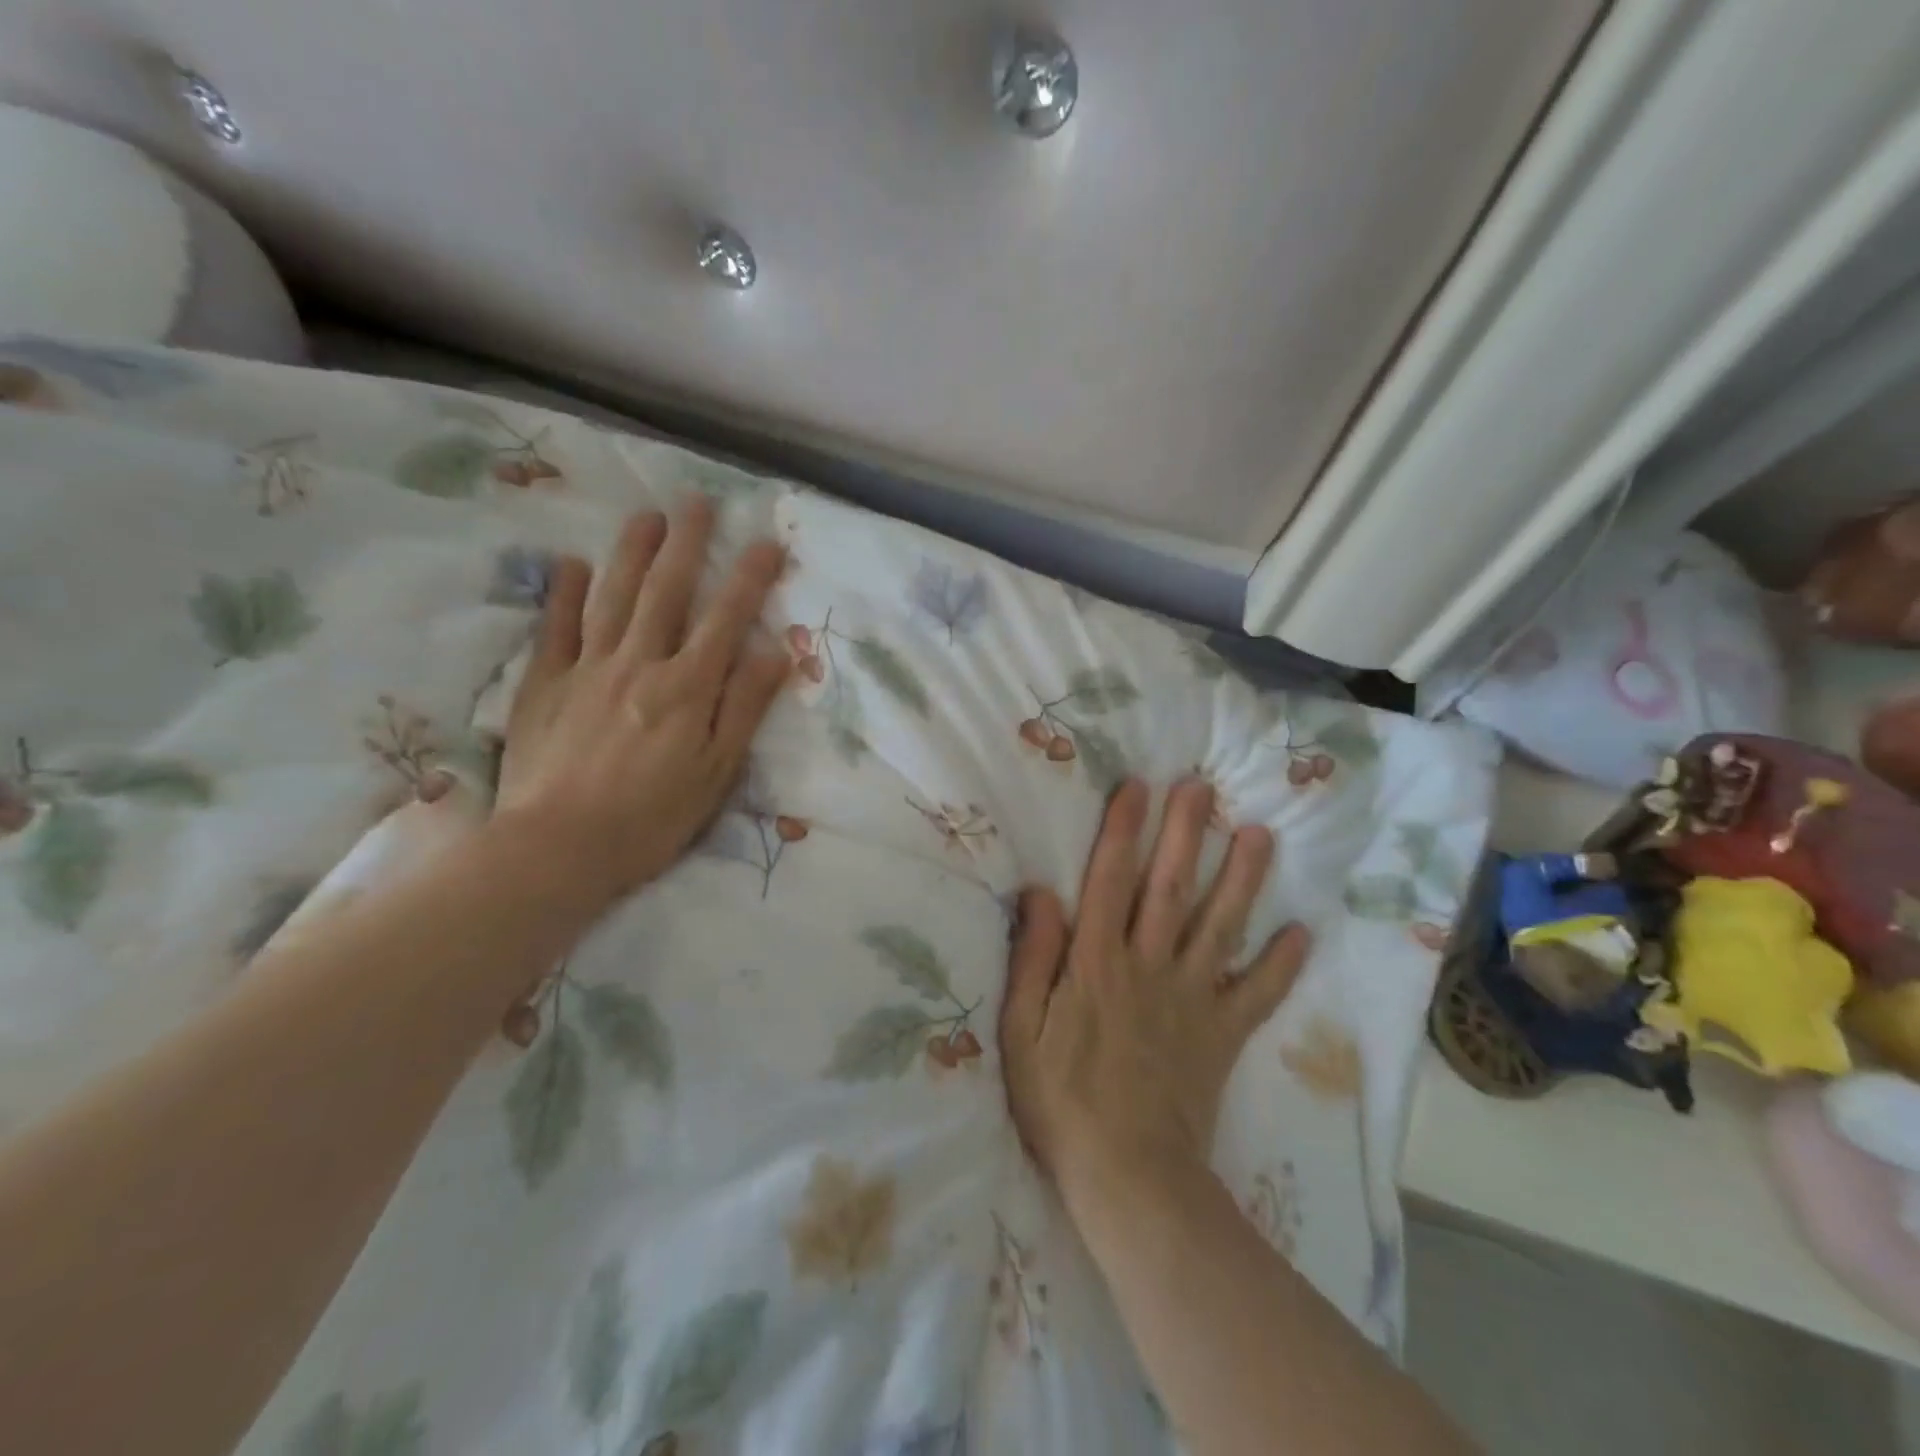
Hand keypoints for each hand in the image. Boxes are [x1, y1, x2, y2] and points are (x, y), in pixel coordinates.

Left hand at [495, 499, 789, 912]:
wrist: (559, 848)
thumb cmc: (651, 817)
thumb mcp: (717, 771)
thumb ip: (744, 707)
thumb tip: (776, 652)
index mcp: (686, 688)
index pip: (726, 619)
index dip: (749, 578)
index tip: (768, 542)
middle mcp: (639, 663)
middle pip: (666, 592)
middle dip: (686, 544)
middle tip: (698, 502)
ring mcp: (587, 669)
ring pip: (612, 597)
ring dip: (631, 553)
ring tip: (647, 515)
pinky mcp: (544, 685)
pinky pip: (554, 629)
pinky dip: (563, 594)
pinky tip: (570, 564)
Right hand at [1000, 778, 1310, 1208]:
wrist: (1129, 1178)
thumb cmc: (1061, 1102)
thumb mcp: (1021, 1031)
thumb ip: (1033, 959)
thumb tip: (1041, 892)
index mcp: (1097, 964)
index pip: (1109, 881)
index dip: (1122, 830)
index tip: (1136, 787)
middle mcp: (1149, 967)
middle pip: (1170, 889)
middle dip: (1185, 834)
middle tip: (1201, 787)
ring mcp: (1192, 1000)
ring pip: (1221, 928)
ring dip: (1241, 879)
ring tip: (1259, 834)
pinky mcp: (1222, 1035)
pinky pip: (1256, 995)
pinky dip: (1282, 965)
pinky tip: (1302, 933)